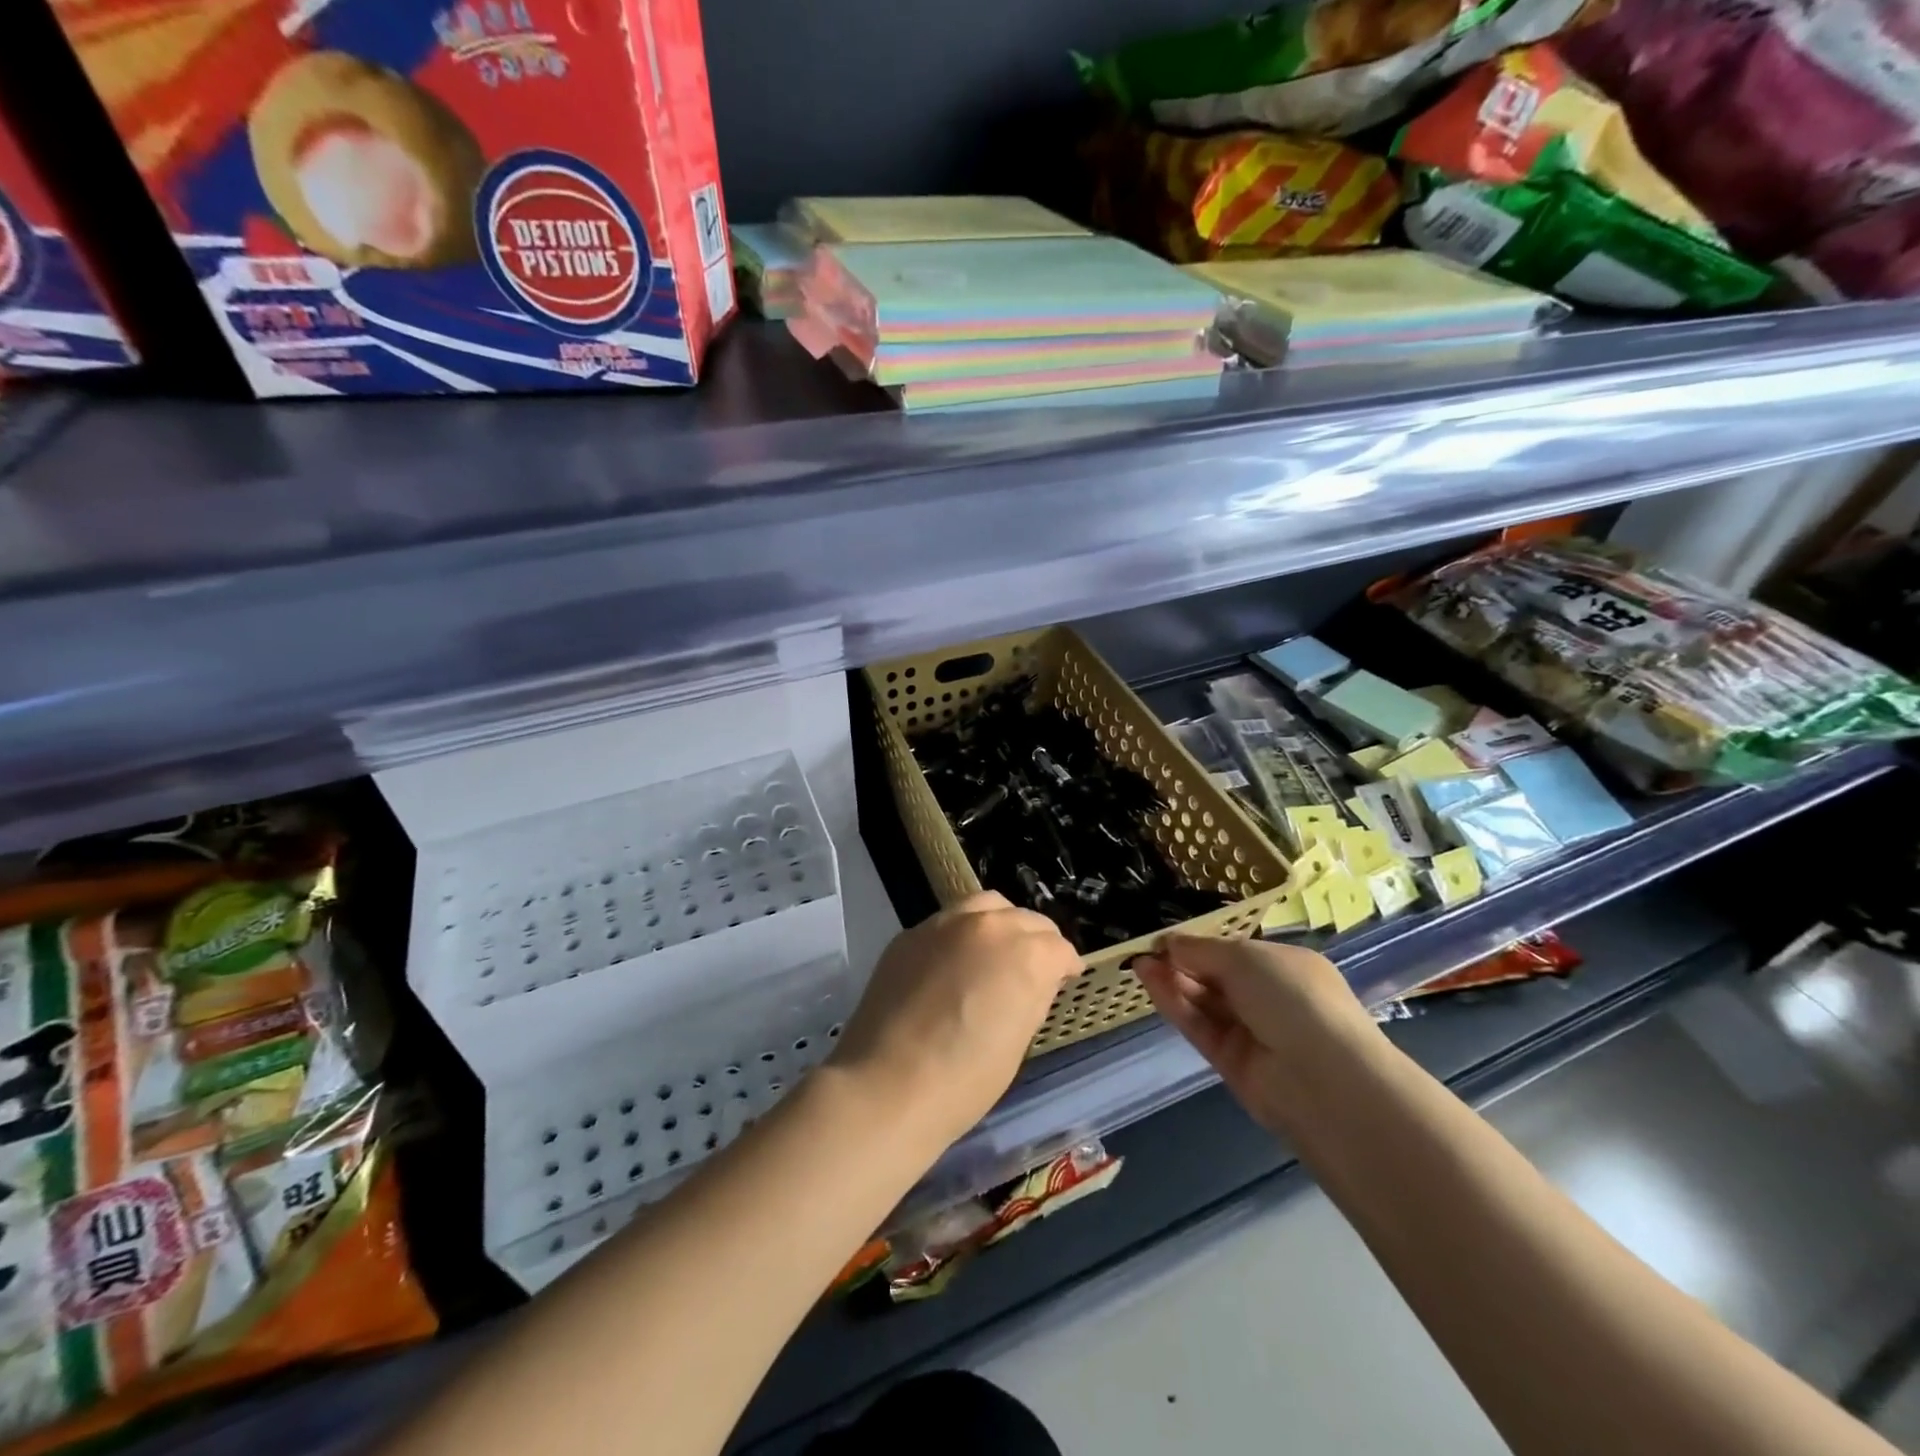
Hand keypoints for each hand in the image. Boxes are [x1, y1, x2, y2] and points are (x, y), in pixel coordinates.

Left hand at [829, 892, 1080, 1150]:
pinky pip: (948, 922)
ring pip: (986, 906)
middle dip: (1037, 941)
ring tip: (997, 951)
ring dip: (1001, 924)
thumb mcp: (1018, 1042)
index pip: (1059, 947)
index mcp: (1025, 954)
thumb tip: (1034, 981)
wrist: (887, 1085)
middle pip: (1026, 919)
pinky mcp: (911, 933)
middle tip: (1035, 967)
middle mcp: (989, 926)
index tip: (1065, 979)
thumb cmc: (965, 1080)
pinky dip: (963, 934)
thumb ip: (1032, 997)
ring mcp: (945, 924)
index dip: (1066, 966)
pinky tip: (955, 962)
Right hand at [1135, 936, 1383, 1135]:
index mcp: (1286, 968)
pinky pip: (1199, 1026)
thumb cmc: (1293, 997)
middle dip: (1182, 962)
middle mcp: (1270, 999)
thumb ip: (1201, 949)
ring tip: (1139, 963)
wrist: (1324, 1079)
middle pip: (1216, 977)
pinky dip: (1175, 1004)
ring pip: (1204, 1002)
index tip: (1166, 939)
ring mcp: (1251, 1033)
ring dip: (1173, 981)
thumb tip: (1169, 943)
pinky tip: (1150, 982)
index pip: (1235, 953)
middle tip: (1146, 950)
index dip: (1200, 944)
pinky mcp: (1231, 1063)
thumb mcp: (1245, 958)